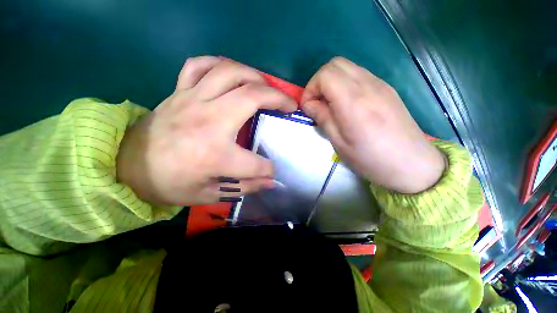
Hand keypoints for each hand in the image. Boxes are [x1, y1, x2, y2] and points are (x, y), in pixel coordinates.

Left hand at [117, 57, 296, 205]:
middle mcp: (209, 121)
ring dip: (256, 76)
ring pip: (230, 72)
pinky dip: (220, 64)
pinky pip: (200, 65)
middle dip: (279, 99)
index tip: (272, 171)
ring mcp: (192, 100)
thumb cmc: (169, 184)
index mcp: (215, 155)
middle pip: (252, 98)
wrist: (126, 166)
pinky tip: (231, 74)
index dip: (269, 169)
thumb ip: (245, 187)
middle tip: (289, 105)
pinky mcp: (180, 91)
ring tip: (266, 87)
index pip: (257, 164)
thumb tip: (271, 182)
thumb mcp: (210, 194)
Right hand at [301, 57, 444, 192]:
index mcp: (354, 101)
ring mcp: (380, 84)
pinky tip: (346, 104)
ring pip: (347, 67)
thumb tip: (310, 105)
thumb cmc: (370, 158)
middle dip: (319, 82)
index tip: (309, 107)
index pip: (325, 75)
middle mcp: (368, 85)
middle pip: (335, 64)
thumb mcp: (339, 143)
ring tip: (330, 105)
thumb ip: (323, 118)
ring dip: (332, 82)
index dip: (311, 88)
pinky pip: (359, 75)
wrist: (412, 164)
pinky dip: (345, 84)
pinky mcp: (386, 88)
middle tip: (317, 103)